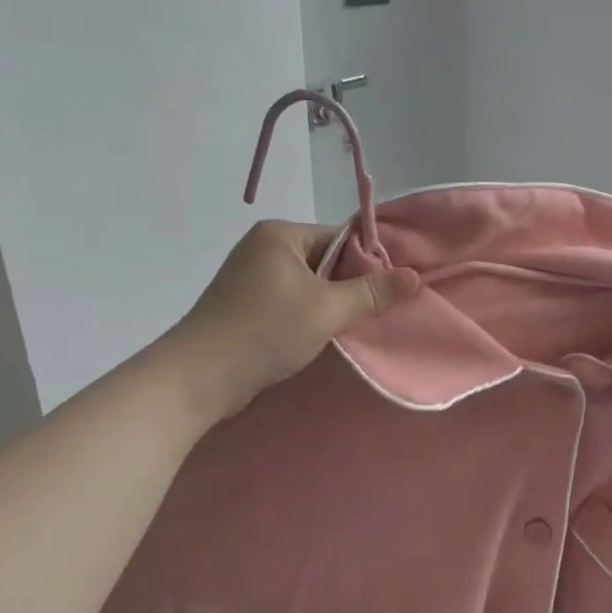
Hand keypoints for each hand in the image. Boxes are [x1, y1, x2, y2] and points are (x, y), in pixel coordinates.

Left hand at [166, 220, 419, 415]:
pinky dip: (311, 316)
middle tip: (385, 309)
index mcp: (280, 234)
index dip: (371, 261)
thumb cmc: (264, 331)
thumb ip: (372, 292)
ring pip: (311, 285)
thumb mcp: (327, 309)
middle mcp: (265, 248)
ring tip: (361, 325)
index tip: (396, 286)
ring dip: (333, 305)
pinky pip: (292, 303)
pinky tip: (328, 336)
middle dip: (353, 285)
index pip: (340, 237)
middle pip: (327, 261)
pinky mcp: (247, 306)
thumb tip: (413, 276)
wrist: (198, 378)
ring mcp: (252, 278)